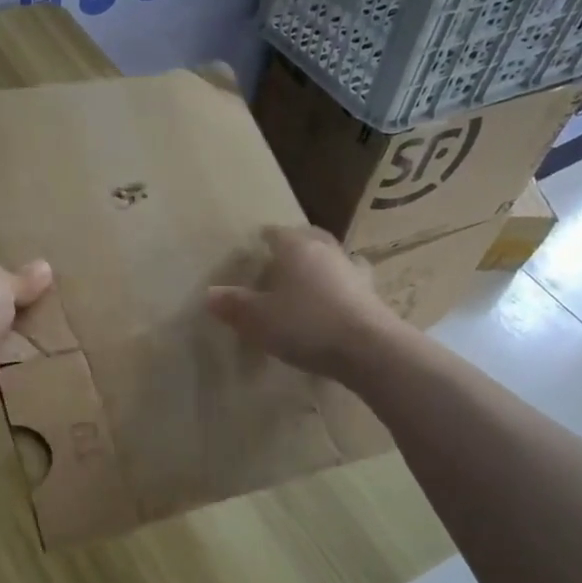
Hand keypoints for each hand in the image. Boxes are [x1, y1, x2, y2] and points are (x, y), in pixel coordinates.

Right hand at [207, 226, 396, 378]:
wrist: (369, 349)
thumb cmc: (306, 325)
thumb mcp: (259, 319)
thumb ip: (234, 305)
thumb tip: (210, 294)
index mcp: (297, 248)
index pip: (277, 232)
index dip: (264, 237)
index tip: (255, 244)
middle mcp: (327, 251)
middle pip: (309, 238)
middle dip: (295, 245)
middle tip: (280, 259)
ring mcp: (354, 272)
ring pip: (332, 259)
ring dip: (319, 265)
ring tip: (306, 281)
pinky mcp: (372, 295)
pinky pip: (347, 284)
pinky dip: (337, 289)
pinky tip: (331, 303)